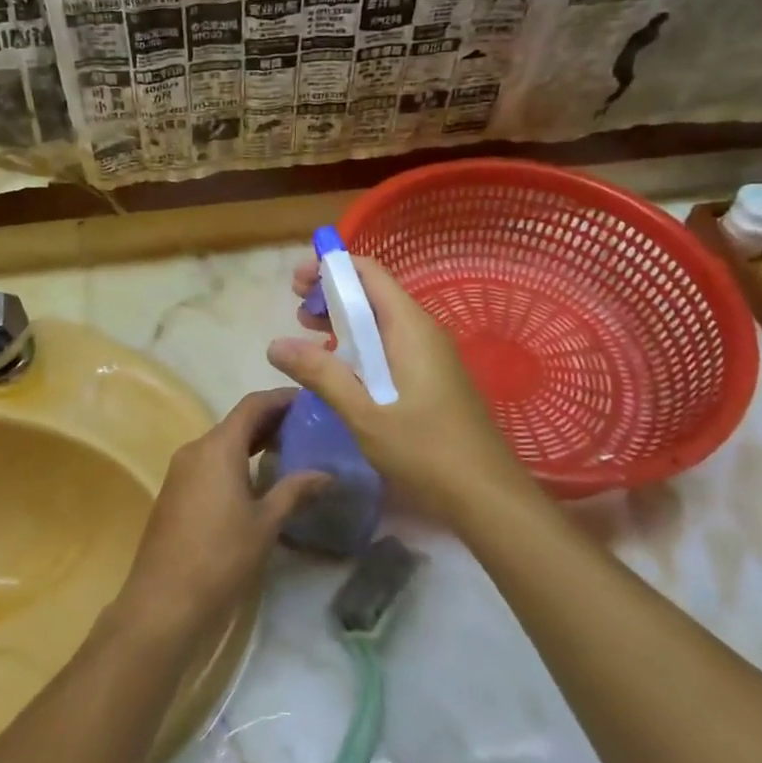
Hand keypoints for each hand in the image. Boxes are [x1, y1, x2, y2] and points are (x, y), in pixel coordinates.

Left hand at [111, 388, 326, 641]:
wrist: (163, 601)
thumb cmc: (220, 556)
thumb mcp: (265, 523)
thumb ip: (295, 491)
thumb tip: (326, 473)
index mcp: (218, 447)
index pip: (253, 405)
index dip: (281, 398)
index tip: (310, 400)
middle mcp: (195, 449)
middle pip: (236, 422)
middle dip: (270, 421)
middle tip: (307, 426)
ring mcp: (180, 470)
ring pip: (222, 443)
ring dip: (252, 442)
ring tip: (289, 450)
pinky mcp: (174, 492)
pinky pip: (209, 463)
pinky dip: (235, 461)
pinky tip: (257, 479)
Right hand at [266, 255, 532, 531]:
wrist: (486, 495)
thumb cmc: (425, 450)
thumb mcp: (364, 412)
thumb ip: (320, 373)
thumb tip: (275, 344)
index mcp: (409, 327)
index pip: (368, 273)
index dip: (330, 268)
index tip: (296, 282)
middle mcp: (422, 331)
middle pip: (372, 293)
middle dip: (331, 294)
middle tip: (296, 312)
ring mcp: (429, 354)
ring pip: (380, 321)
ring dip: (343, 321)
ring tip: (308, 335)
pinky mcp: (430, 377)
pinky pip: (389, 345)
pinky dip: (359, 345)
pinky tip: (339, 369)